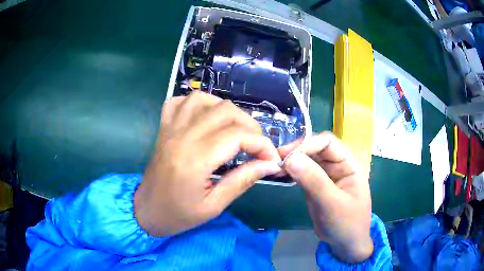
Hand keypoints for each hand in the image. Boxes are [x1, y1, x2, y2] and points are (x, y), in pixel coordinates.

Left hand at [134, 92, 281, 235]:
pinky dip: (197, 103)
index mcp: (195, 159)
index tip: (271, 159)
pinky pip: (180, 102)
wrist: (146, 210)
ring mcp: (170, 128)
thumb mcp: (213, 206)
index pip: (238, 136)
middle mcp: (182, 136)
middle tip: (256, 147)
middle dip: (250, 126)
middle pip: (225, 111)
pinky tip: (206, 117)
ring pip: (204, 99)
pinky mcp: (164, 128)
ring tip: (234, 130)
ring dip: (226, 111)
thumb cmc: (178, 214)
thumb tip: (269, 164)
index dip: (262, 144)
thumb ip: (242, 180)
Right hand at [279, 132, 372, 262]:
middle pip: (315, 148)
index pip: (328, 143)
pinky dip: (291, 172)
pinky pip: (302, 172)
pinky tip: (280, 174)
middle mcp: (337, 165)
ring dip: (291, 161)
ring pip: (307, 159)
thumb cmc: (347, 224)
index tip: (287, 156)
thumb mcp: (332, 204)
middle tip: (274, 160)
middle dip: (296, 151)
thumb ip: (314, 181)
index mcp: (349, 164)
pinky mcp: (316, 185)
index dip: (307, 144)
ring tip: (274, 167)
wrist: (345, 244)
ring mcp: (326, 175)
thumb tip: (290, 159)